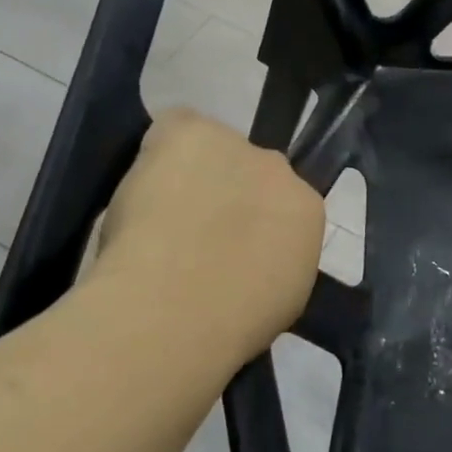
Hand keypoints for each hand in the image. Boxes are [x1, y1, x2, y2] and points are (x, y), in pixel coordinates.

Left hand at [93, 109, 324, 365]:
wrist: (177, 309)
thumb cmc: (229, 325)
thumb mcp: (278, 301)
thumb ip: (273, 262)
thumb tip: (250, 259)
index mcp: (308, 212)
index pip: (283, 202)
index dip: (252, 221)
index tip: (226, 245)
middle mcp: (280, 171)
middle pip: (251, 171)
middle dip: (226, 193)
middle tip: (191, 230)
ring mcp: (237, 147)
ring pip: (212, 150)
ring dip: (193, 173)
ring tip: (158, 214)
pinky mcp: (192, 131)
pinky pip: (176, 127)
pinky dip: (160, 149)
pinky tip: (144, 185)